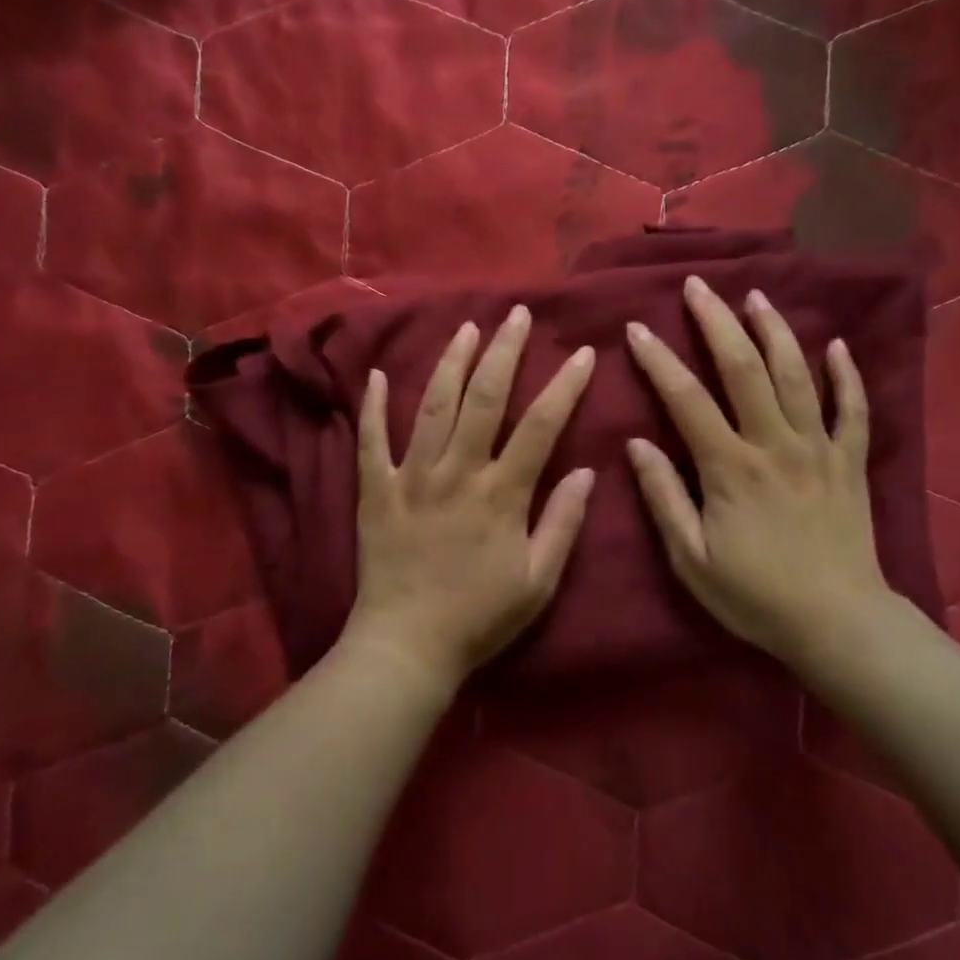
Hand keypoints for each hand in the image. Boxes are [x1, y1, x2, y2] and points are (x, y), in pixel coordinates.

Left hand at [342, 306, 596, 693]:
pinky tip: (373, 375)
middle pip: (484, 399)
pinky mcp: (376, 490)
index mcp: (500, 493)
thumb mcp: (538, 581)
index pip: (540, 426)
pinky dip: (372, 406)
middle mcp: (457, 472)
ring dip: (451, 362)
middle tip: (517, 314)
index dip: (564, 386)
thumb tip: (588, 471)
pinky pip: (371, 440)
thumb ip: (563, 523)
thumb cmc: (479, 617)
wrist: (407, 645)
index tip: (582, 351)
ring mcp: (411, 477)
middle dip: (504, 352)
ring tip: (467, 328)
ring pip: (432, 406)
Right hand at [625, 276, 895, 668]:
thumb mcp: (691, 559)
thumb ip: (664, 497)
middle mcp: (775, 445)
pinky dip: (846, 374)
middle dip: (717, 323)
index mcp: (730, 468)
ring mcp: (819, 449)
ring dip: (775, 331)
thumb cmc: (756, 596)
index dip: (658, 360)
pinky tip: (837, 345)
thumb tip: (636, 444)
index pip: (686, 400)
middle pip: (744, 369)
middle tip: (697, 287)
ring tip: (756, 297)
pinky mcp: (851, 462)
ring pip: (797, 375)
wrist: (839, 625)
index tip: (637, 328)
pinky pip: (853, 409)